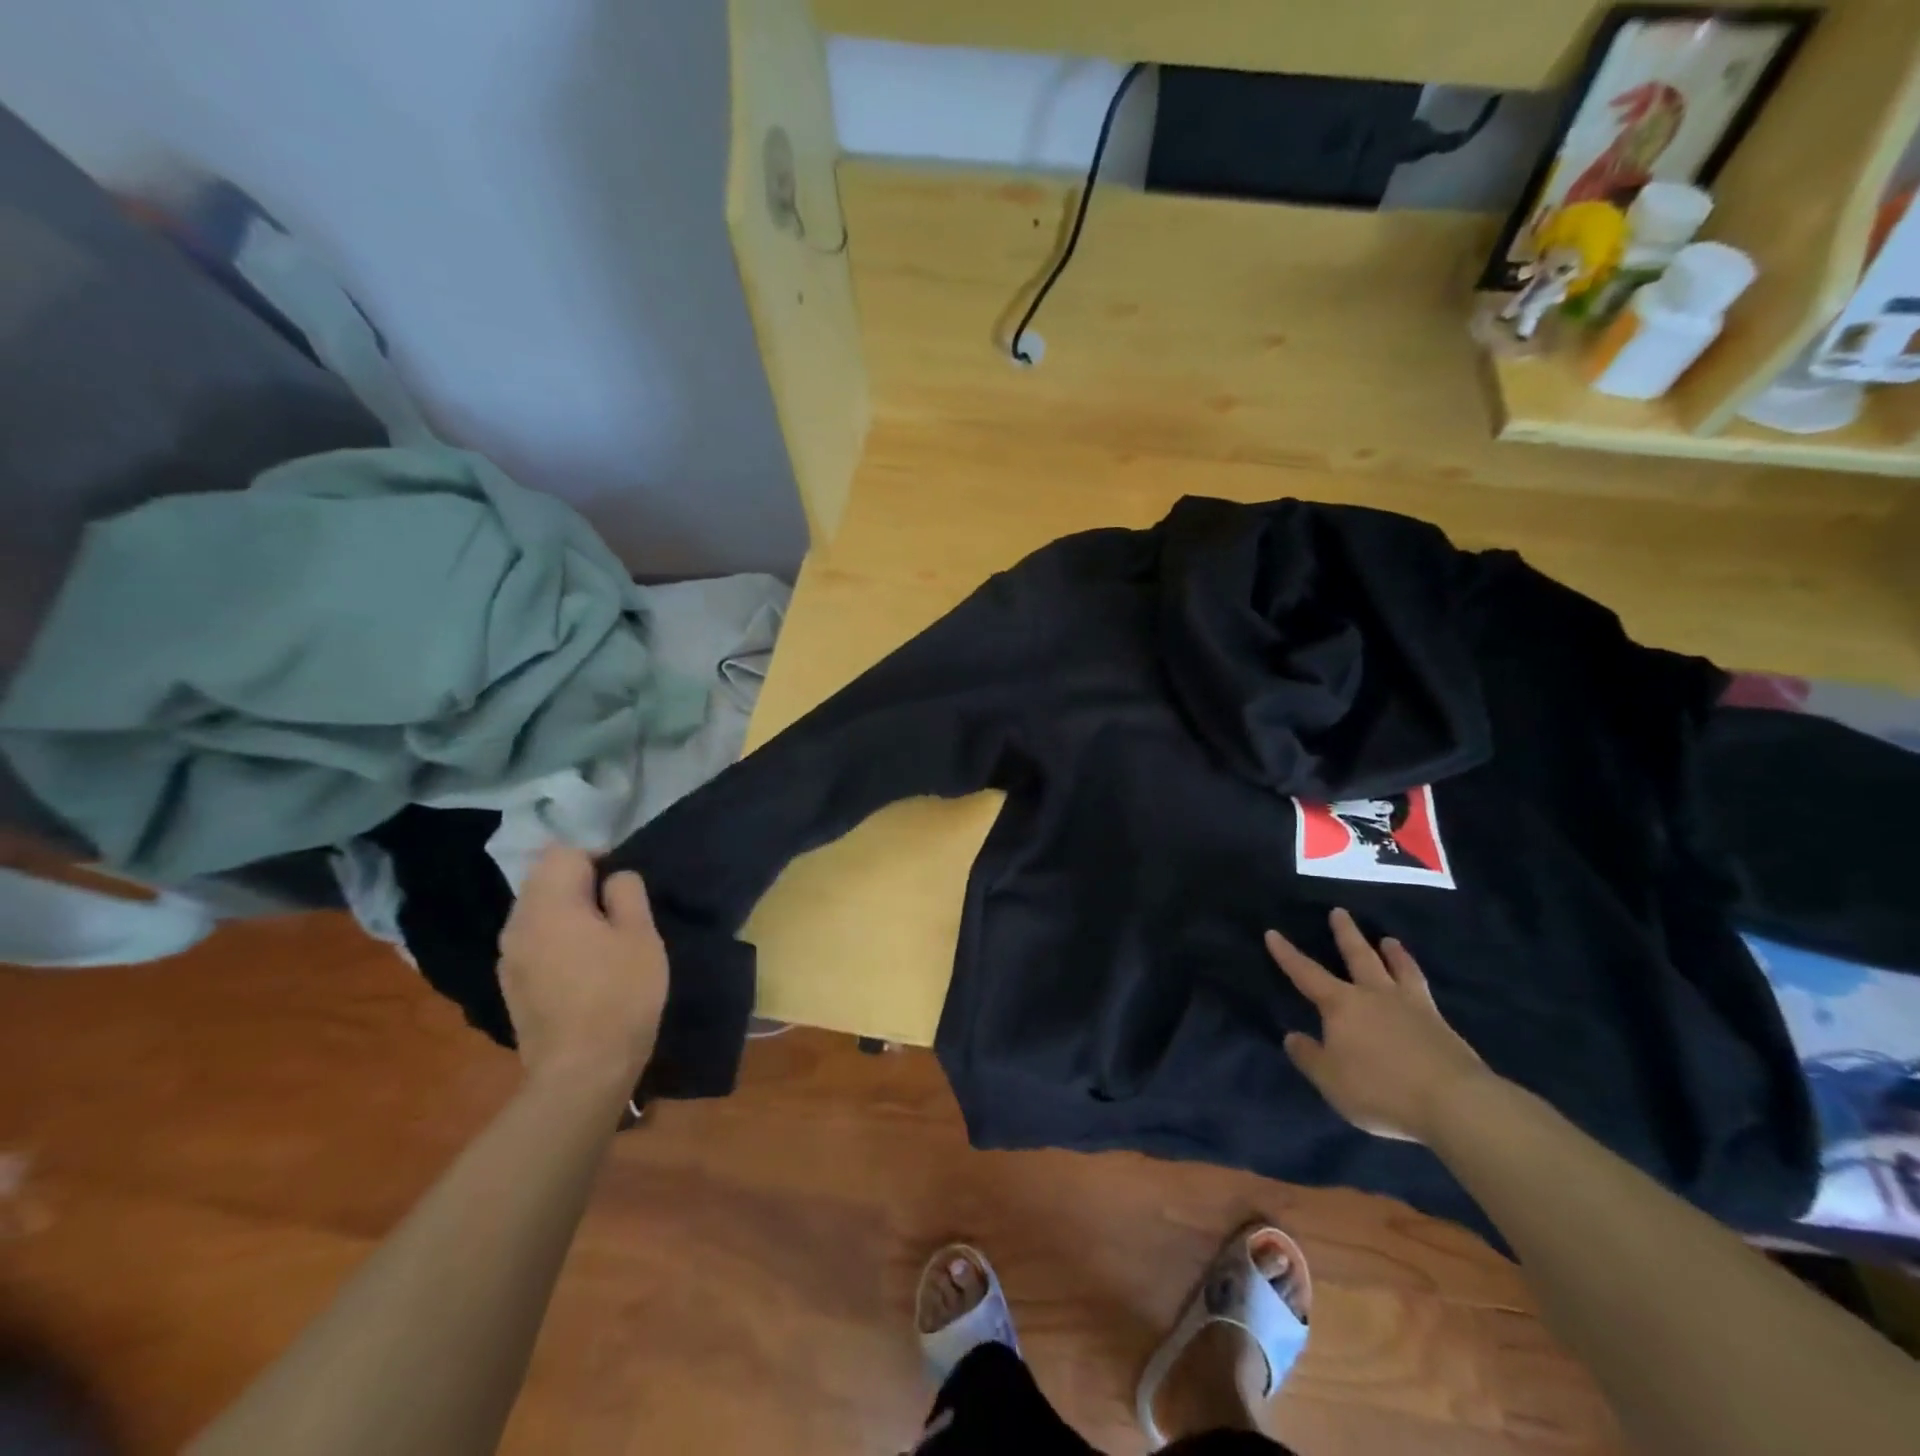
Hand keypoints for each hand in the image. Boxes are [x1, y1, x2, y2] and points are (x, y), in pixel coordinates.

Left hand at [497, 846, 669, 1092]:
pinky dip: (554, 939)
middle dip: (579, 883)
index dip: (597, 857)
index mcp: (549, 904)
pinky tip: (581, 967)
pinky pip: (532, 941)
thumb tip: (614, 878)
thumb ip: (627, 892)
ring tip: (600, 938)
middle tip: (616, 910)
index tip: (623, 885)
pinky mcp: (510, 985)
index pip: (563, 853)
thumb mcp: (641, 935)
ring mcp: (508, 957)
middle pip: (543, 879)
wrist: (582, 1070)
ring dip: (565, 912)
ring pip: (536, 911)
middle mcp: (517, 923)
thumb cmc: (621, 994)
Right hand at [1265, 908, 1494, 1144]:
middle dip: (1346, 934)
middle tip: (1340, 912)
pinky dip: (1416, 979)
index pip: (1306, 973)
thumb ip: (1309, 1057)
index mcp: (1342, 1005)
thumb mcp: (1331, 1080)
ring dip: (1392, 953)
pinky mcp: (1441, 1025)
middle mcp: (1375, 996)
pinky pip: (1423, 990)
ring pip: (1398, 969)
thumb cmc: (1381, 1089)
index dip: (1287, 954)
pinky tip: (1419, 984)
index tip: (1273, 933)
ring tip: (1389, 940)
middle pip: (1358, 956)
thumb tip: (1293, 1036)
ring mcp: (1412, 1007)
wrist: (1454, 1103)